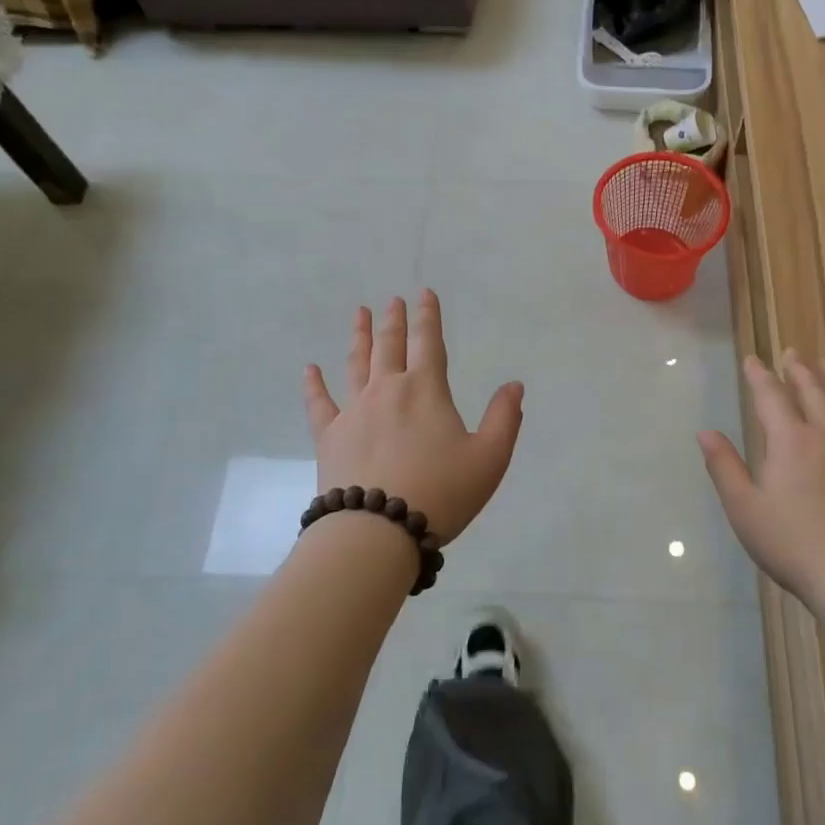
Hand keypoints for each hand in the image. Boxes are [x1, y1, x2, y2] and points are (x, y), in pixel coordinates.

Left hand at [303, 291, 523, 546]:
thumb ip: (504, 418)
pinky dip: (314, 384)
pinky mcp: (329, 436)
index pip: (429, 342)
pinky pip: (319, 403)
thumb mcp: (489, 459)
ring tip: (359, 313)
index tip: (424, 294)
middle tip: (392, 300)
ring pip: (356, 363)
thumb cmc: (441, 493)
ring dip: (359, 336)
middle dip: (394, 320)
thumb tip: (514, 385)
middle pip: (390, 346)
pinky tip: (309, 369)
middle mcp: (388, 390)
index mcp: (426, 391)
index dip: (428, 316)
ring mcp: (354, 411)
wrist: (377, 531)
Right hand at [697, 350, 824, 606]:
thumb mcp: (743, 507)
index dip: (760, 376)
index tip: (753, 359)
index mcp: (790, 441)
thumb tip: (705, 432)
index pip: (772, 397)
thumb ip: (724, 466)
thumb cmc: (791, 543)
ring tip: (824, 366)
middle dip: (799, 370)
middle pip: (813, 392)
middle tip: (792, 352)